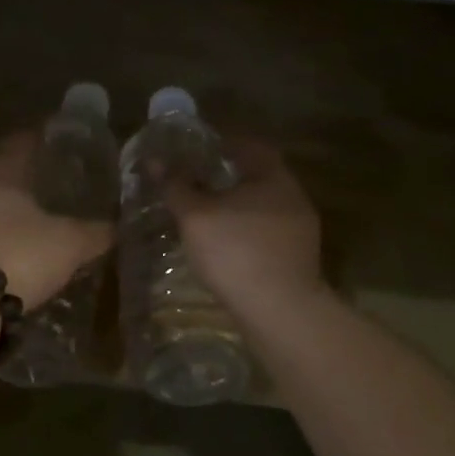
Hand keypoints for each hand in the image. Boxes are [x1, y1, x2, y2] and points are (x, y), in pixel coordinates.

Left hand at [0, 132, 114, 309]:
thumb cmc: (19, 255)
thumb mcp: (69, 244)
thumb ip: (95, 232)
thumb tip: (118, 226)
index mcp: (1, 169)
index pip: (21, 141)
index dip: (38, 138)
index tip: (54, 140)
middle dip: (10, 168)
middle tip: (35, 177)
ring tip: (17, 213)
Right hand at [164, 139, 325, 319]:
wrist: (280, 311)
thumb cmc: (235, 252)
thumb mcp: (195, 216)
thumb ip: (176, 186)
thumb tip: (154, 160)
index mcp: (273, 177)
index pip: (249, 146)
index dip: (222, 144)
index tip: (197, 150)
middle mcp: (293, 196)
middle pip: (258, 176)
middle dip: (228, 177)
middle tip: (196, 182)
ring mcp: (300, 230)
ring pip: (263, 207)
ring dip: (237, 207)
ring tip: (206, 216)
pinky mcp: (298, 258)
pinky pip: (267, 232)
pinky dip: (245, 231)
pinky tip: (225, 245)